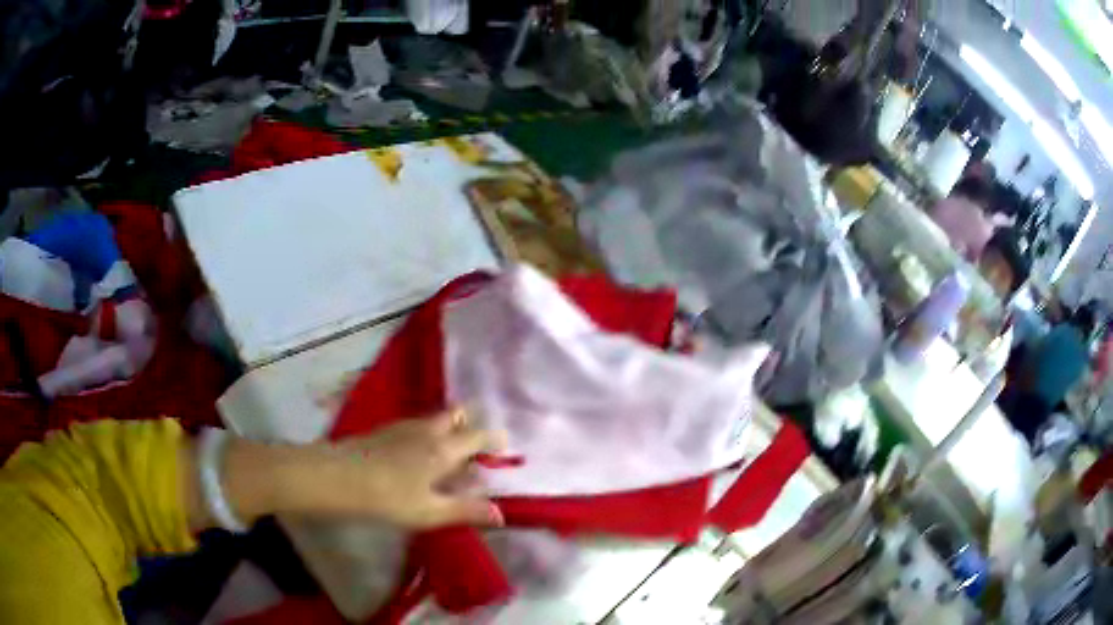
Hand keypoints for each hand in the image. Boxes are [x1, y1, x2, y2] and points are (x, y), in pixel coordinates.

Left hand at [320, 409, 506, 528]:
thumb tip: (501, 514)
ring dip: (448, 427)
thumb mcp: (430, 512)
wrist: (336, 477)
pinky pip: (416, 424)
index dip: (494, 438)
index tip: (505, 444)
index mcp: (444, 449)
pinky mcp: (383, 430)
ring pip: (434, 418)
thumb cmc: (388, 498)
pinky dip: (427, 432)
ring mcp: (403, 427)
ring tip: (450, 449)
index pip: (477, 436)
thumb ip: (466, 510)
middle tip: (476, 443)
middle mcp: (427, 431)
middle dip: (470, 423)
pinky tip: (417, 452)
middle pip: (456, 415)